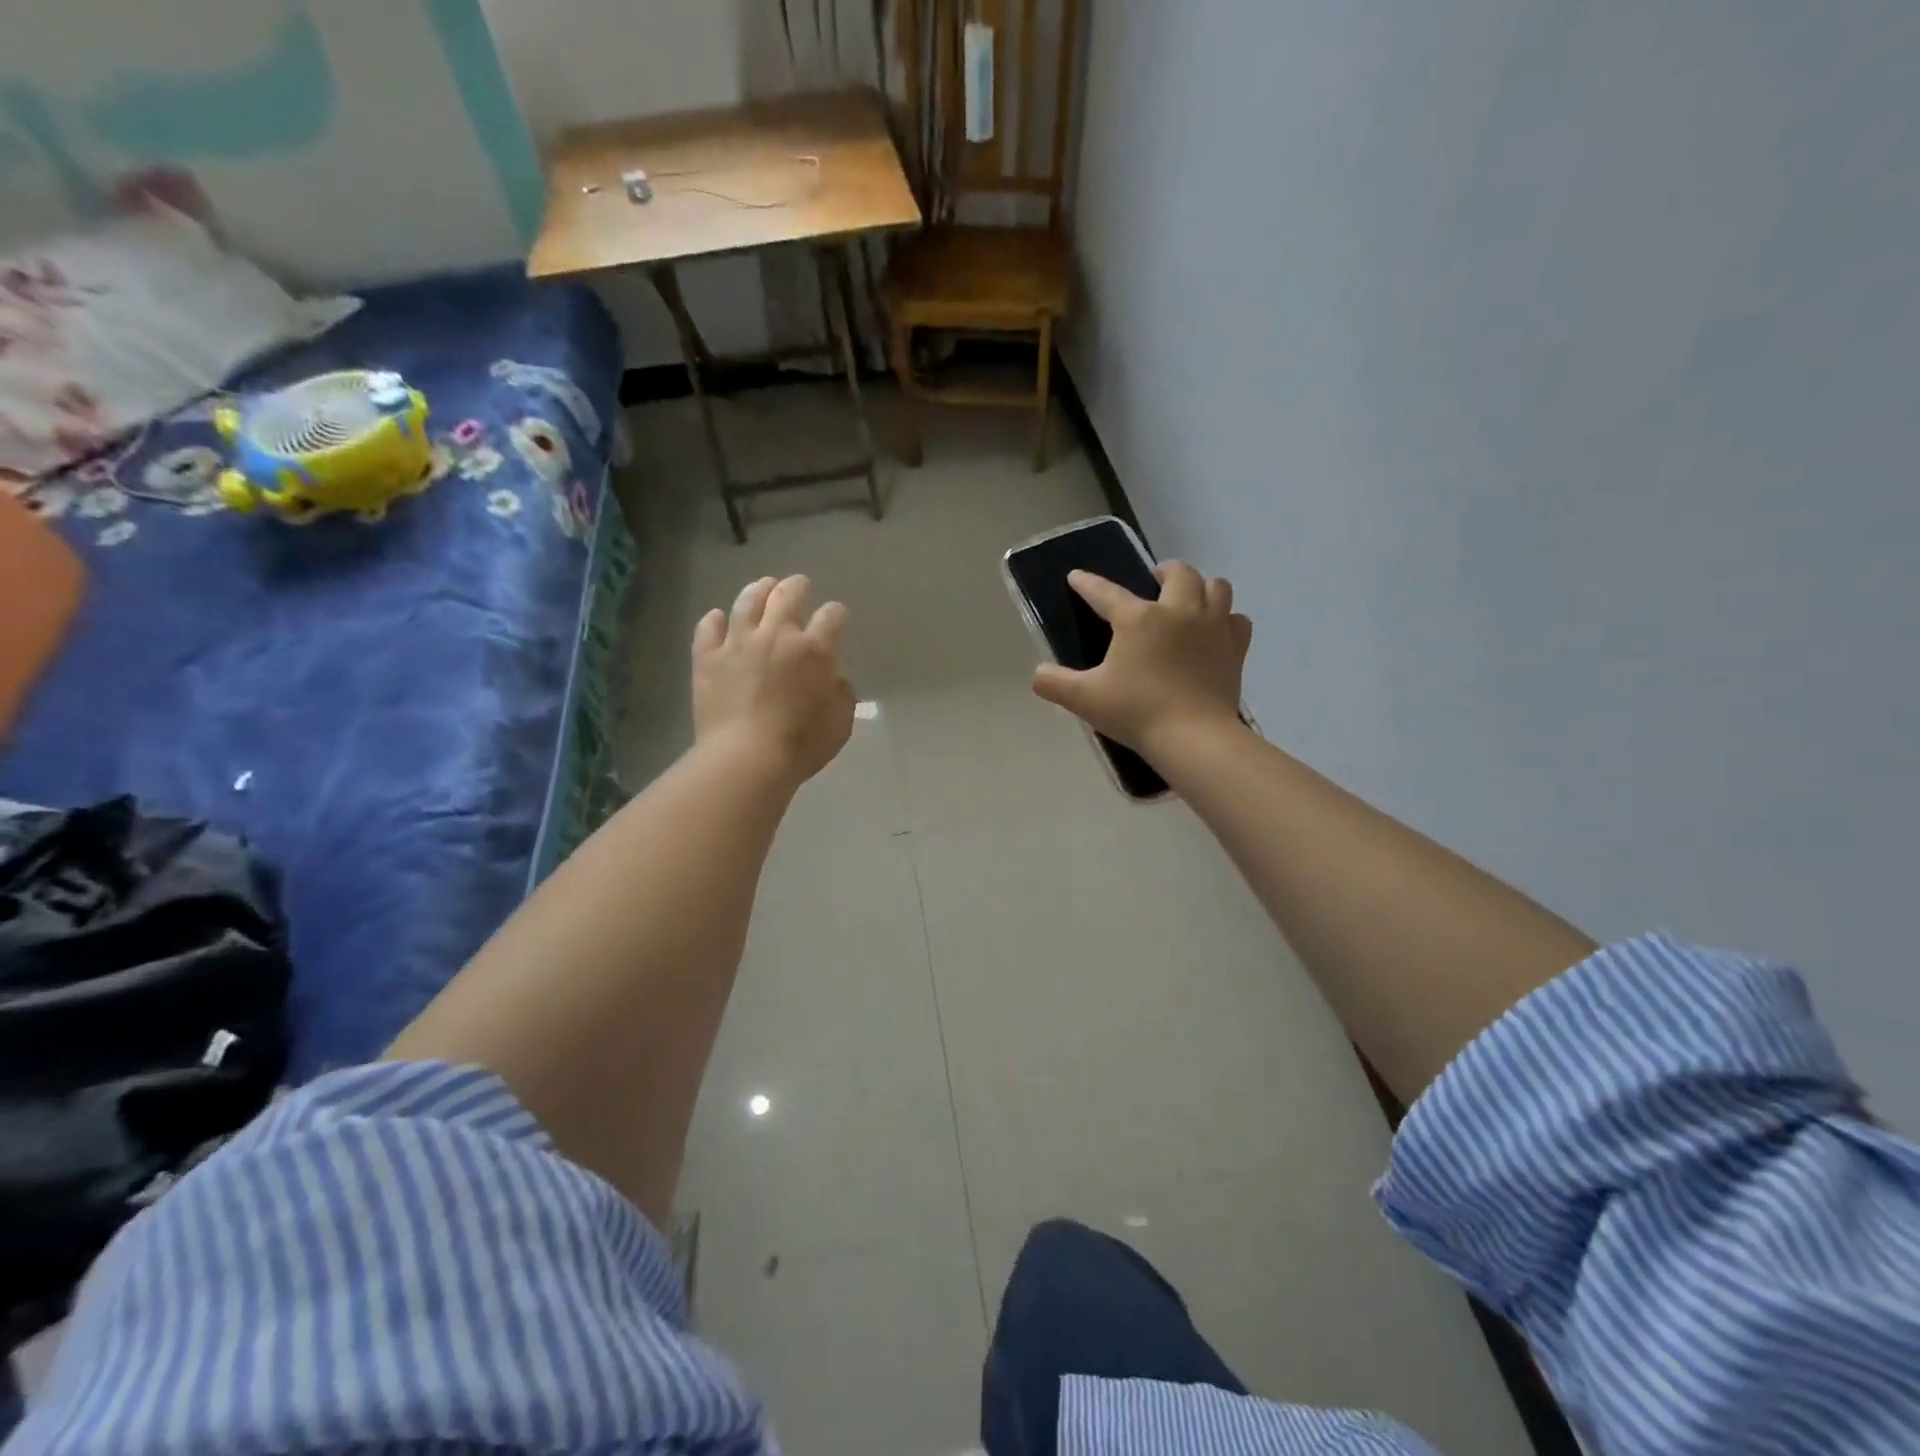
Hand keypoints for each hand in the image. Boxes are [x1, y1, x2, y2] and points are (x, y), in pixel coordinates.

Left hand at [693, 575, 854, 786]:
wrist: (746, 758)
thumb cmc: (801, 744)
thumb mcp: (840, 723)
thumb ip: (841, 694)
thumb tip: (834, 679)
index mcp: (815, 650)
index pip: (832, 617)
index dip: (836, 614)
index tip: (837, 616)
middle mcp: (777, 635)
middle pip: (788, 595)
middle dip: (797, 586)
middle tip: (800, 585)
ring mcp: (738, 643)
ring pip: (747, 602)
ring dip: (759, 589)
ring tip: (763, 586)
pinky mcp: (708, 658)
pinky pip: (708, 629)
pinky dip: (714, 620)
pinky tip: (717, 617)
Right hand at [1031, 563, 1251, 760]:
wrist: (1193, 737)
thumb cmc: (1136, 712)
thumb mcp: (1085, 699)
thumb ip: (1054, 683)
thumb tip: (1038, 674)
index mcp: (1138, 618)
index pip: (1106, 592)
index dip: (1087, 584)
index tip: (1077, 577)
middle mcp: (1178, 611)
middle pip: (1178, 573)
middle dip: (1164, 572)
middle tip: (1153, 584)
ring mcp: (1213, 626)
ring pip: (1216, 586)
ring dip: (1201, 587)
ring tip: (1188, 602)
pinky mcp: (1235, 648)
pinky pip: (1237, 619)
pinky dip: (1226, 619)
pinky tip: (1215, 632)